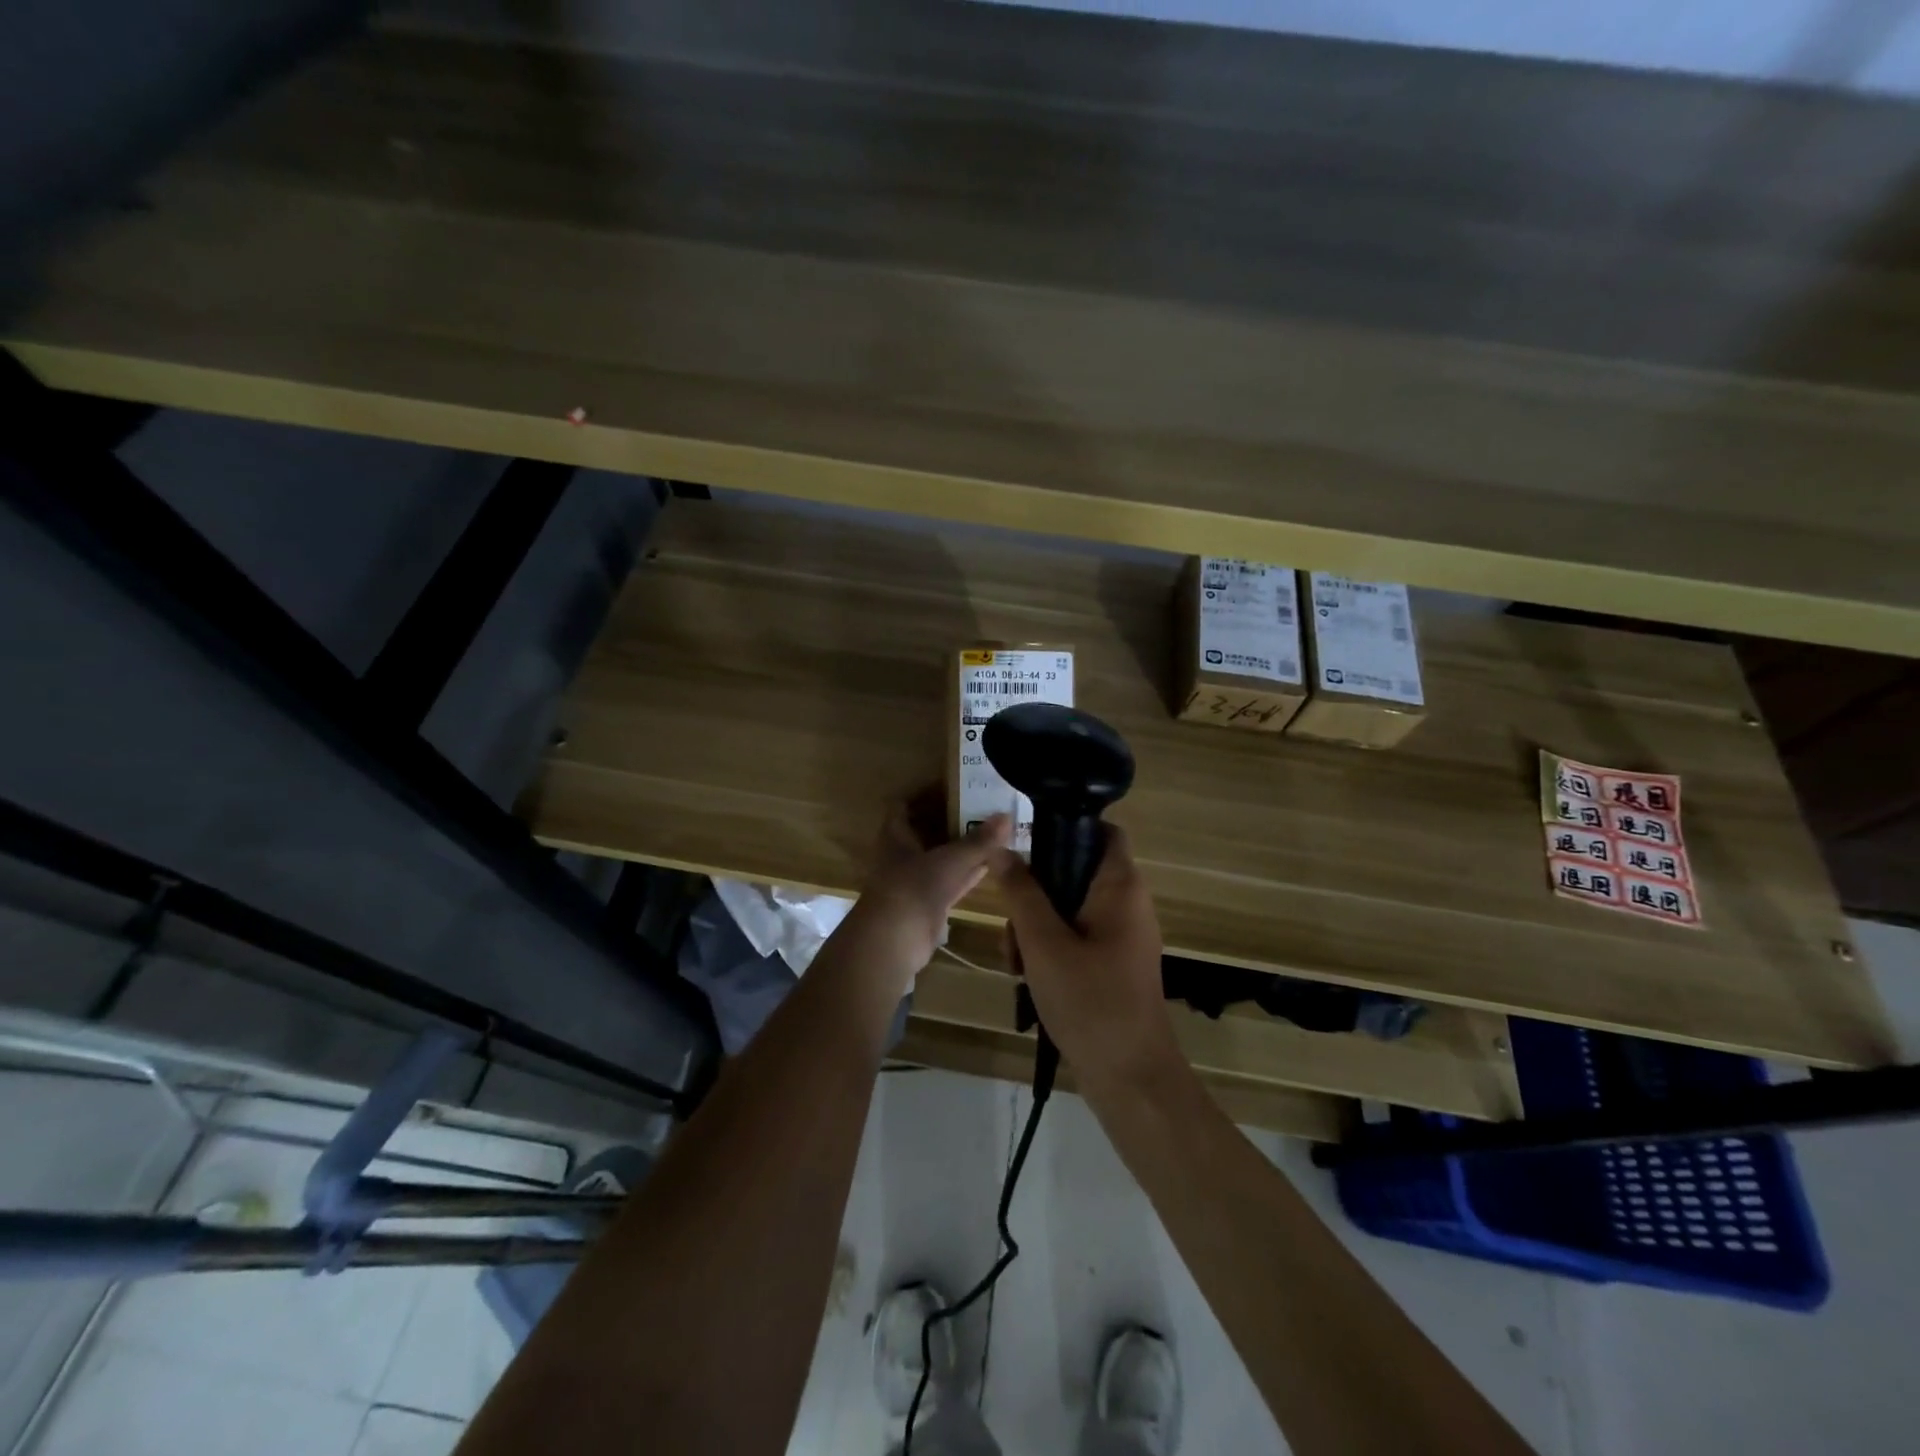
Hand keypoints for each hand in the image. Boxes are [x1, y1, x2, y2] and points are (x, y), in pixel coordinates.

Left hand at [846, 805, 1010, 992]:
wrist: (895, 940)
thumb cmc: (914, 887)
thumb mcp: (951, 859)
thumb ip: (979, 841)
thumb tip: (1006, 816)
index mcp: (896, 836)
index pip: (903, 807)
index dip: (923, 795)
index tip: (950, 785)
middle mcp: (902, 856)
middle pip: (925, 832)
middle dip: (950, 821)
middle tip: (981, 807)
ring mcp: (915, 882)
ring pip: (941, 858)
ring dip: (961, 849)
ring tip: (992, 833)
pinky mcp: (928, 905)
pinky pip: (951, 882)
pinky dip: (968, 874)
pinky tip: (990, 866)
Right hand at [991, 825, 1177, 1086]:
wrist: (1131, 1079)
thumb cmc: (1090, 1002)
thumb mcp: (1044, 943)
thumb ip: (1021, 892)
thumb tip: (1000, 846)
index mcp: (1120, 887)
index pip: (1101, 830)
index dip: (1064, 827)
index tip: (1024, 847)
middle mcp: (1126, 904)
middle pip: (1073, 872)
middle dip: (1035, 894)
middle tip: (1012, 927)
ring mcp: (1121, 936)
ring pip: (1068, 909)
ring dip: (1035, 928)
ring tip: (1017, 964)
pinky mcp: (1112, 964)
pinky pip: (1075, 938)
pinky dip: (1050, 950)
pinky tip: (1029, 980)